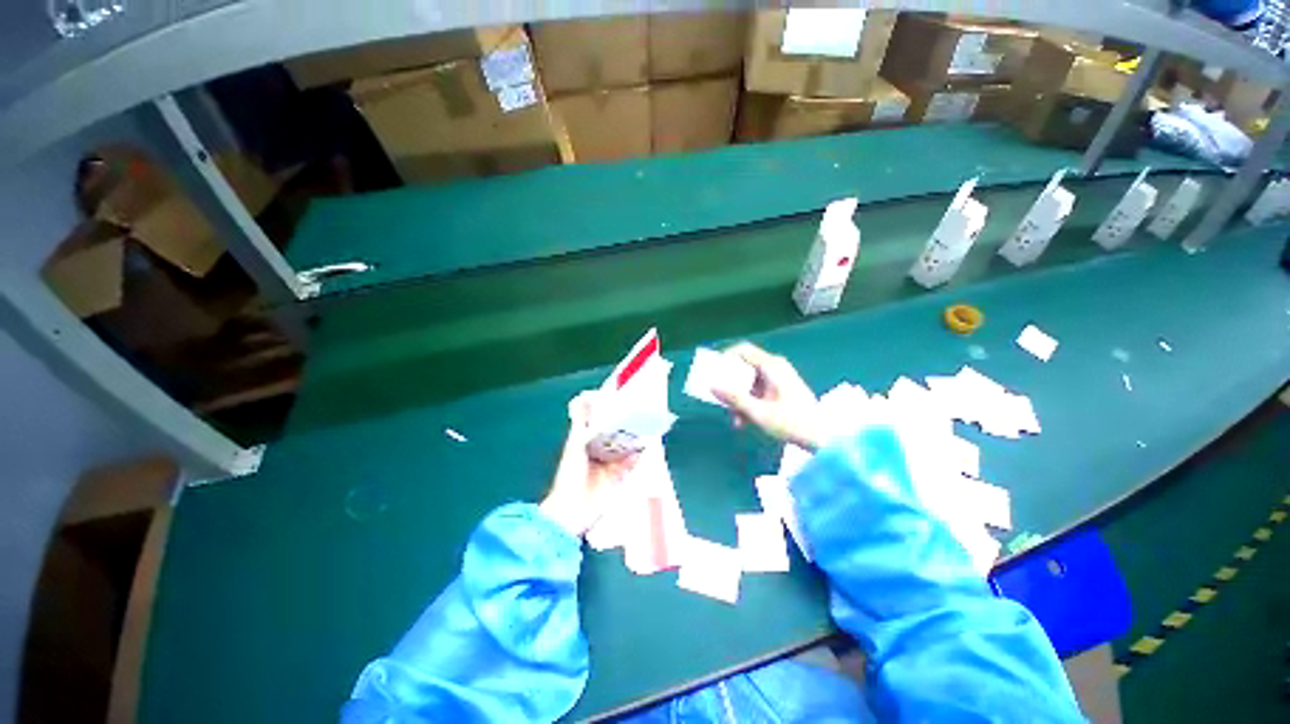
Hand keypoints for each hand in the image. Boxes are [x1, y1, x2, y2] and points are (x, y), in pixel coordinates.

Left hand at [540, 391, 638, 536]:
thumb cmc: (570, 475)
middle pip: (618, 432)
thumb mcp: (574, 445)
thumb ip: (581, 423)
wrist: (572, 510)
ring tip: (650, 422)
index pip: (603, 421)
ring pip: (628, 445)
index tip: (625, 399)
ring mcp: (612, 463)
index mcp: (588, 440)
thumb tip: (585, 396)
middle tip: (643, 409)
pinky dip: (642, 453)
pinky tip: (650, 443)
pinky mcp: (621, 475)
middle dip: (629, 423)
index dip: (613, 411)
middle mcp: (601, 450)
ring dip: (637, 437)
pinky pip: (634, 461)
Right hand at [711, 342, 823, 450]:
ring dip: (739, 399)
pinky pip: (757, 391)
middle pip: (743, 368)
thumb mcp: (759, 412)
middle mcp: (774, 368)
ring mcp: (778, 380)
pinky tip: (745, 422)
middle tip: (722, 401)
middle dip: (730, 386)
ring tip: (736, 420)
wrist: (824, 438)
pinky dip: (749, 403)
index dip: (724, 358)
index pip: (742, 350)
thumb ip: (734, 398)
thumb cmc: (793, 423)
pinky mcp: (780, 391)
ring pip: (749, 383)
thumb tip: (711, 386)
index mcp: (771, 366)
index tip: (713, 373)